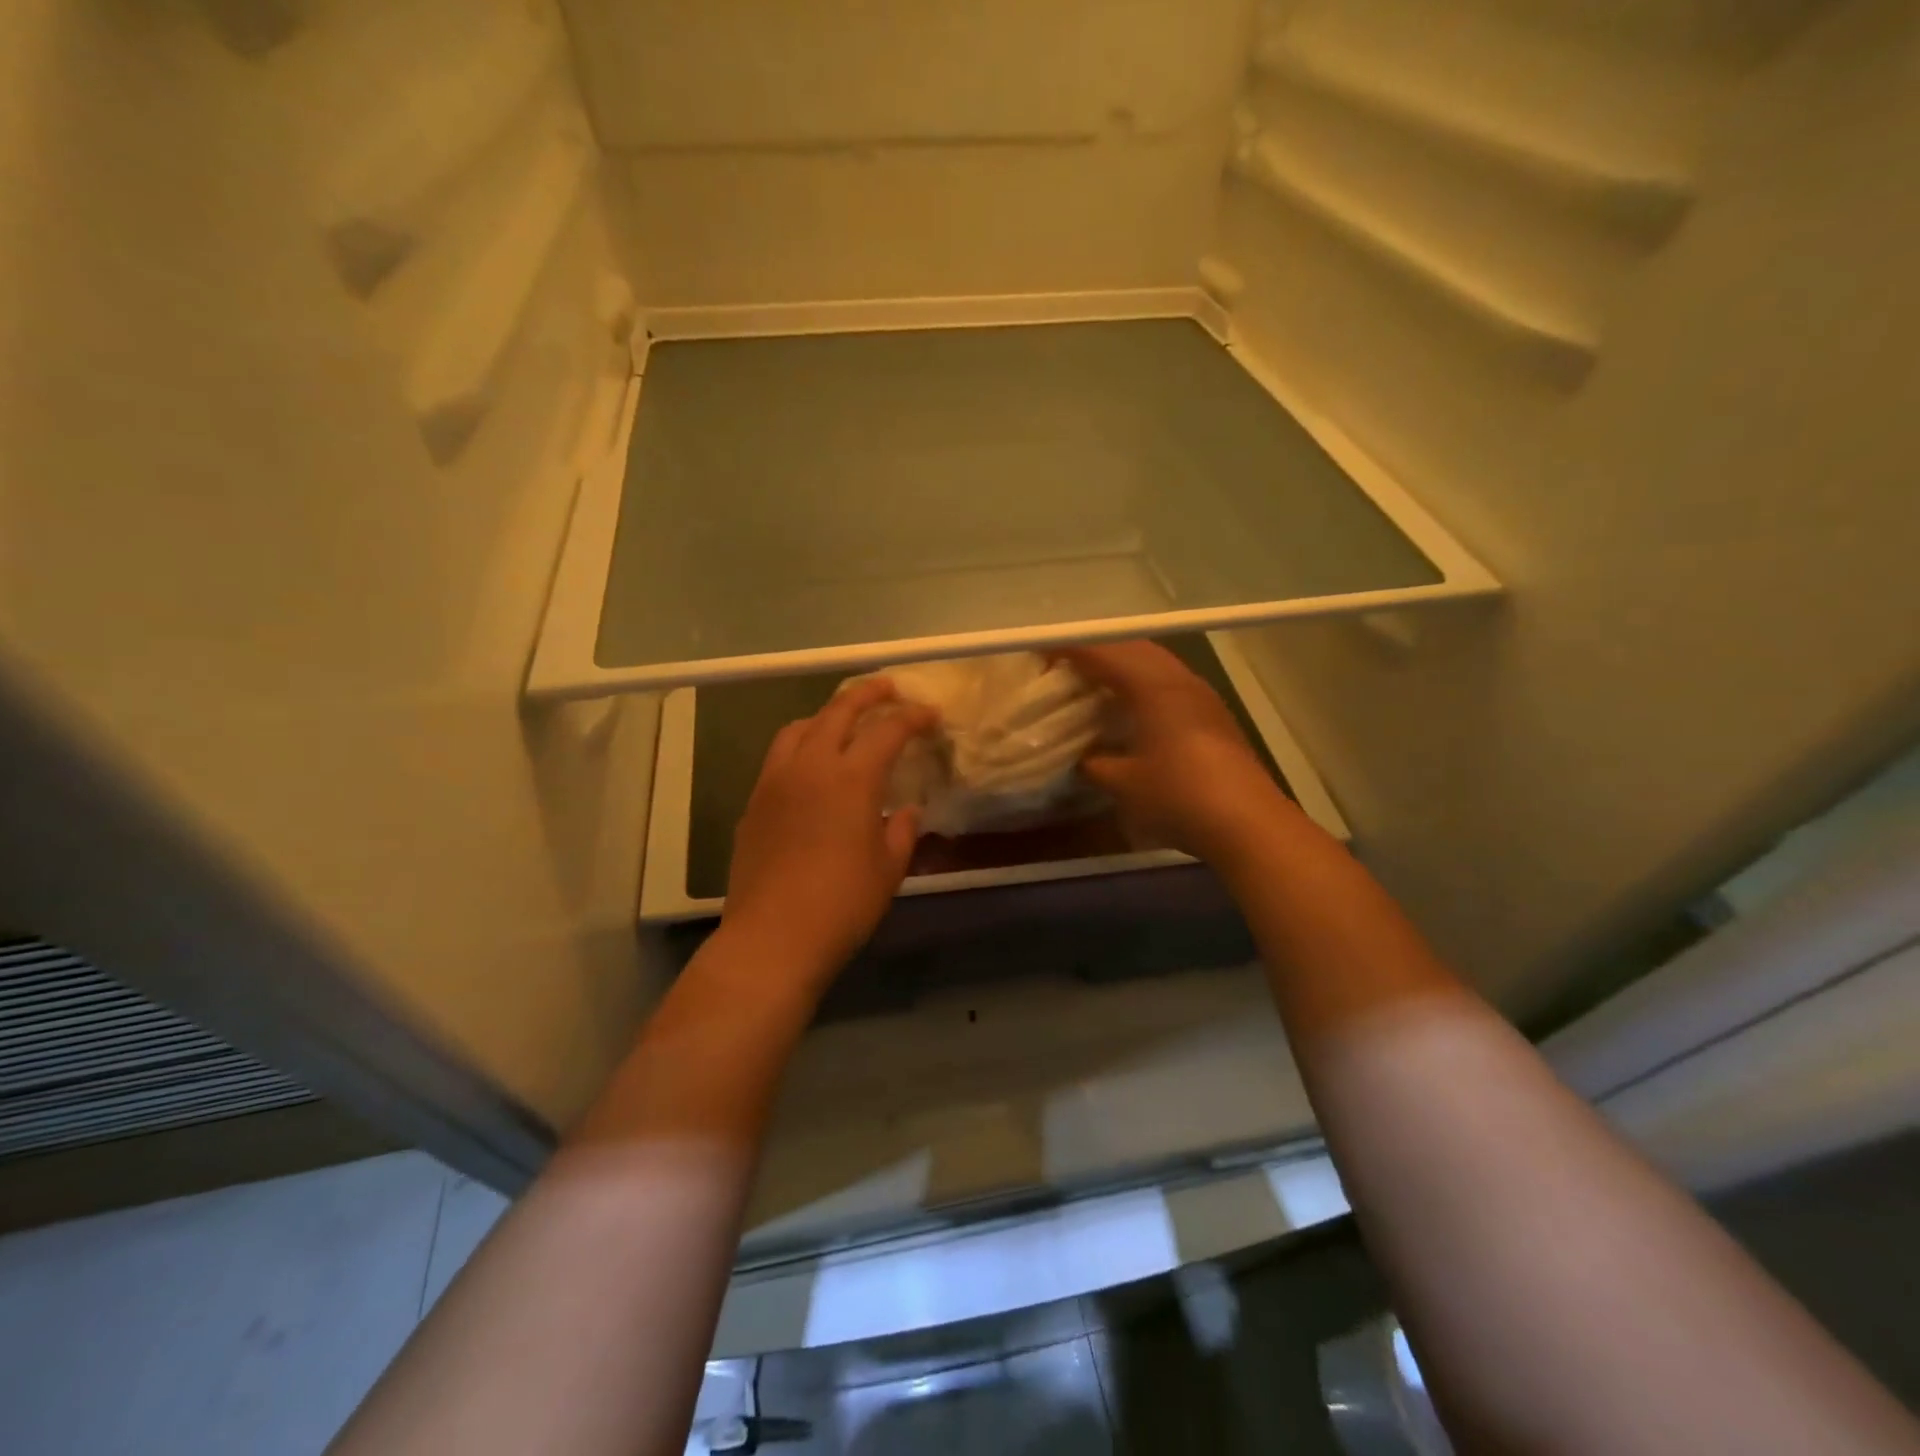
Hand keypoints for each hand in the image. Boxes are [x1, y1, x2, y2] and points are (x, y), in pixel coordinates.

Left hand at [721, 679, 937, 991]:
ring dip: (828, 715)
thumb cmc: (842, 904)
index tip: (931, 714)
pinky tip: (812, 766)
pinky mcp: (754, 802)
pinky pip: (780, 756)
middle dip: (868, 694)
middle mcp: (810, 766)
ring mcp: (776, 781)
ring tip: (845, 722)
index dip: (913, 717)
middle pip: (839, 711)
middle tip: (889, 689)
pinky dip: (802, 744)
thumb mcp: (888, 869)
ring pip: (801, 727)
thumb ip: (902, 831)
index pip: (887, 731)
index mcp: (851, 778)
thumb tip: (906, 811)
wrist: (773, 937)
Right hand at [1062, 640, 1296, 861]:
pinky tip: (1134, 708)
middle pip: (1134, 648)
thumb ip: (1095, 764)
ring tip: (1096, 682)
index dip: (1071, 649)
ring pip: (1157, 664)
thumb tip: (1083, 756)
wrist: (1247, 823)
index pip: (1104, 653)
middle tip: (1067, 664)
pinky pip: (1170, 683)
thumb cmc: (1178, 796)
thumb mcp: (1123, 783)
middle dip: (1098, 650)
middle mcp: (1179, 680)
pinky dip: (1144, 683)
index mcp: (1153, 687)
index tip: (1042, 651)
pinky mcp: (1214, 716)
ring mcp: (1202, 696)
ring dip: (1125, 665)